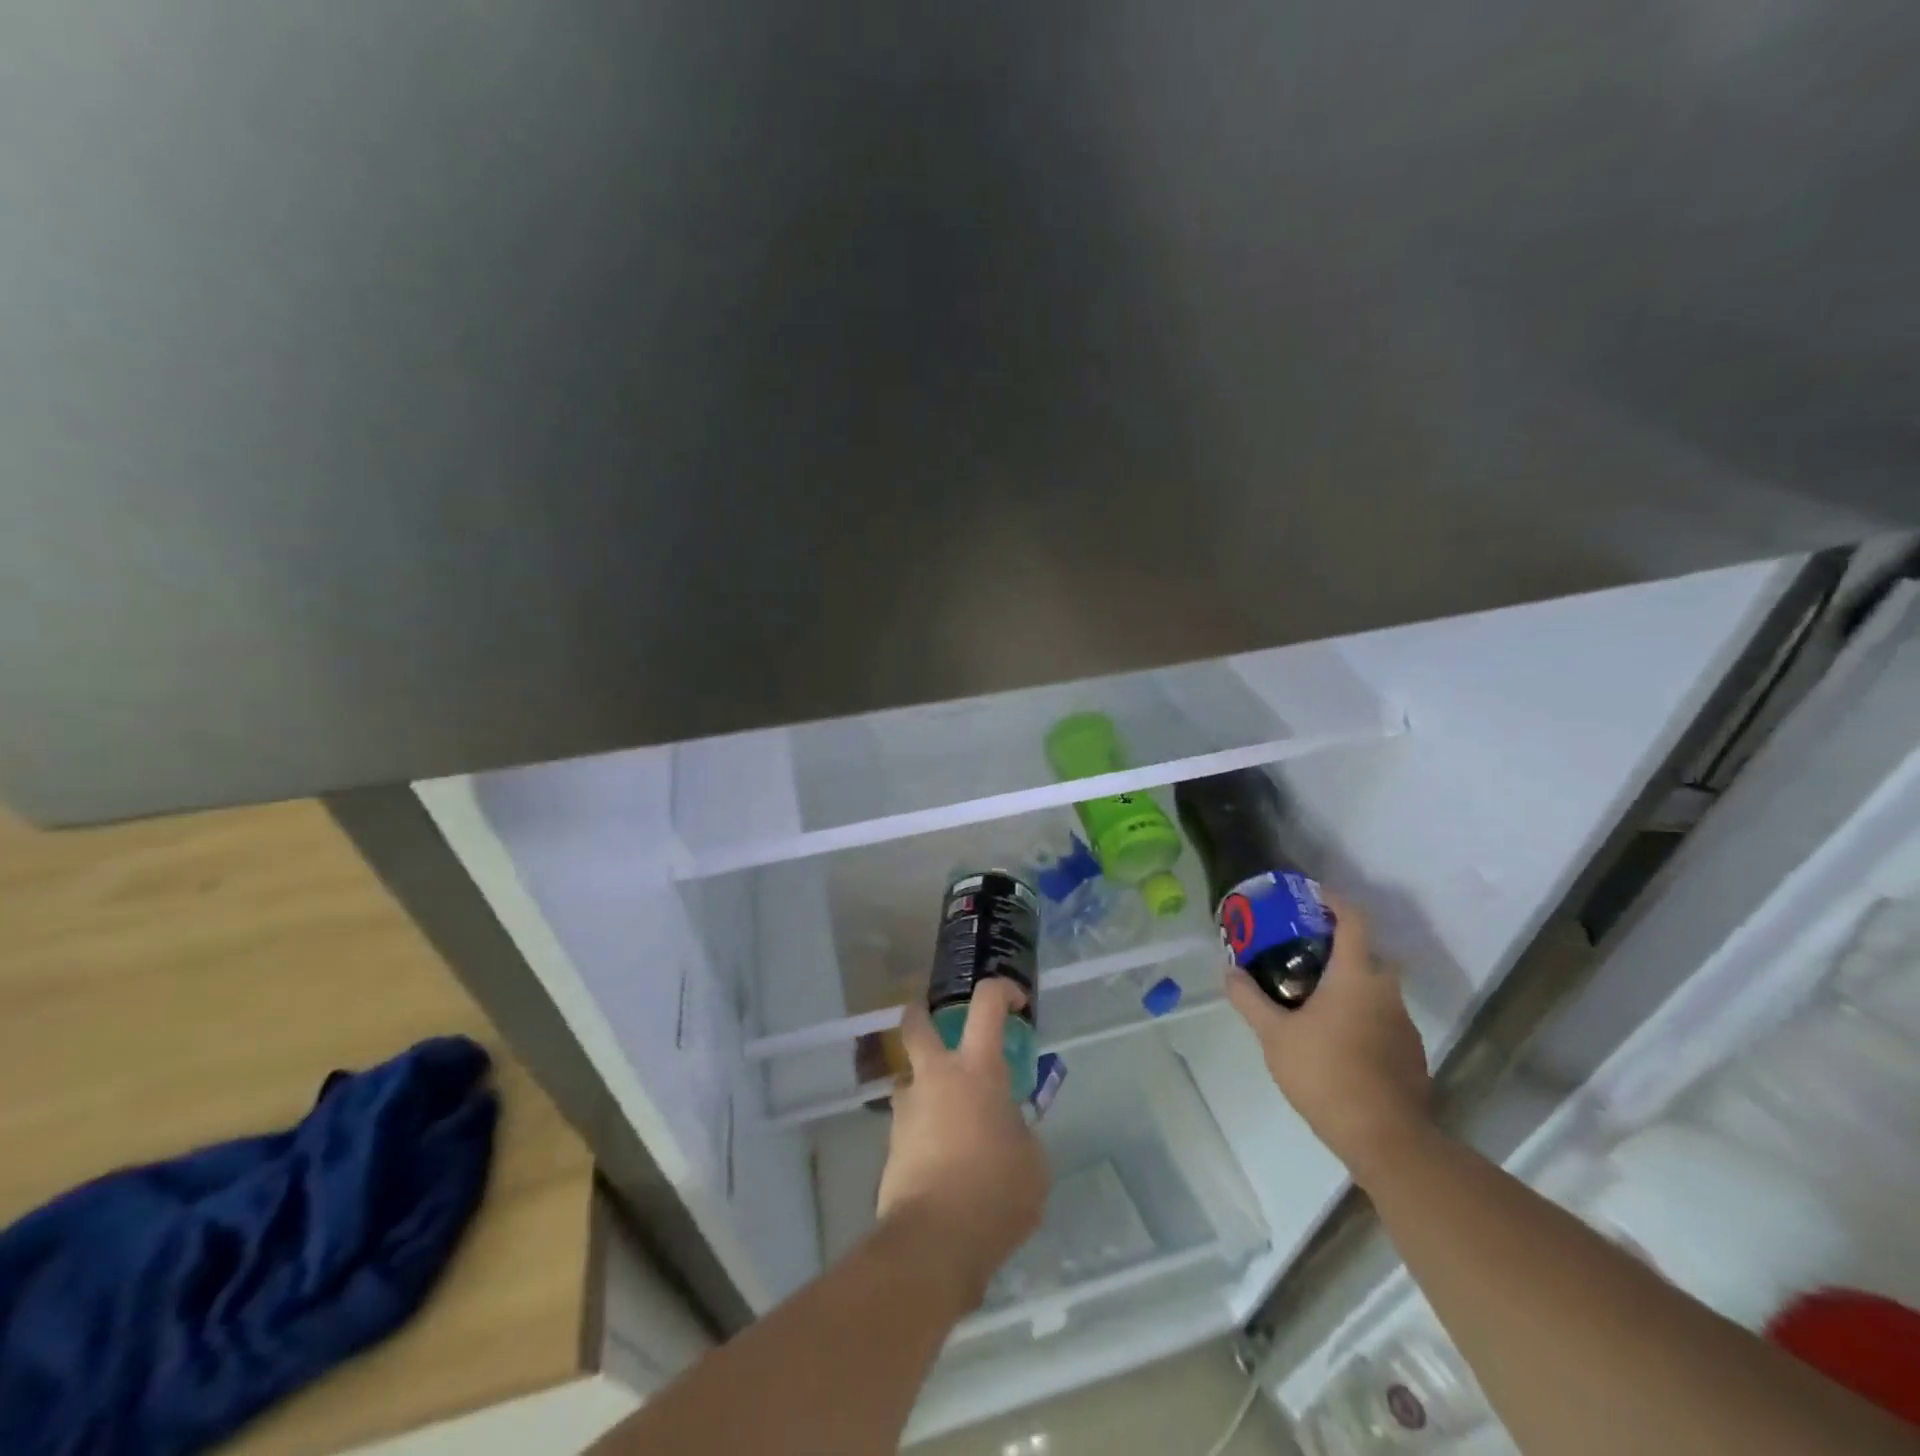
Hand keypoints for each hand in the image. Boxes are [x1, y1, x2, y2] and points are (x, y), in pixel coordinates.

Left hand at [878, 980, 1049, 1306]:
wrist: (933, 1241)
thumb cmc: (995, 1192)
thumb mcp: (1032, 1162)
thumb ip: (1020, 1132)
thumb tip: (1007, 1130)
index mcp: (977, 1069)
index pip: (987, 1004)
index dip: (1002, 991)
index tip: (1015, 1002)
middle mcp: (936, 1077)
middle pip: (917, 1023)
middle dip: (922, 1013)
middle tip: (939, 1023)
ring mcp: (907, 1109)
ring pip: (910, 1078)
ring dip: (927, 1086)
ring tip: (953, 1121)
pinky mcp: (890, 1145)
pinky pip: (910, 1123)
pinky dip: (925, 1131)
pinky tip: (944, 1163)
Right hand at [1223, 889, 1433, 1182]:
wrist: (1387, 1139)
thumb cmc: (1326, 1073)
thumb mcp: (1274, 1035)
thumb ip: (1249, 1000)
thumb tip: (1229, 972)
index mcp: (1356, 977)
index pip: (1354, 920)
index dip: (1335, 901)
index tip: (1312, 895)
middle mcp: (1386, 992)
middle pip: (1369, 953)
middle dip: (1340, 945)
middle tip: (1305, 951)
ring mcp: (1403, 1025)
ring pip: (1376, 988)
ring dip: (1349, 983)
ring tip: (1312, 996)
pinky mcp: (1410, 1055)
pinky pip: (1382, 1019)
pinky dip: (1360, 1015)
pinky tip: (1334, 1038)